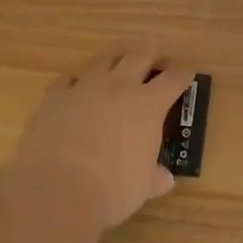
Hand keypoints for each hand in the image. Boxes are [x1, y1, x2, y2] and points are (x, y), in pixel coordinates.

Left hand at [14, 45, 193, 229]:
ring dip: (115, 60)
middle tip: (156, 58)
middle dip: (151, 54)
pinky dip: (75, 82)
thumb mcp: (142, 187)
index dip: (183, 74)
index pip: (174, 79)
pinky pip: (68, 80)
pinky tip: (75, 89)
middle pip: (140, 55)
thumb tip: (165, 179)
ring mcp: (85, 87)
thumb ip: (154, 178)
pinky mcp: (55, 97)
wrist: (57, 189)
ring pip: (104, 60)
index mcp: (149, 105)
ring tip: (118, 66)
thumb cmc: (112, 189)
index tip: (187, 73)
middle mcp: (119, 86)